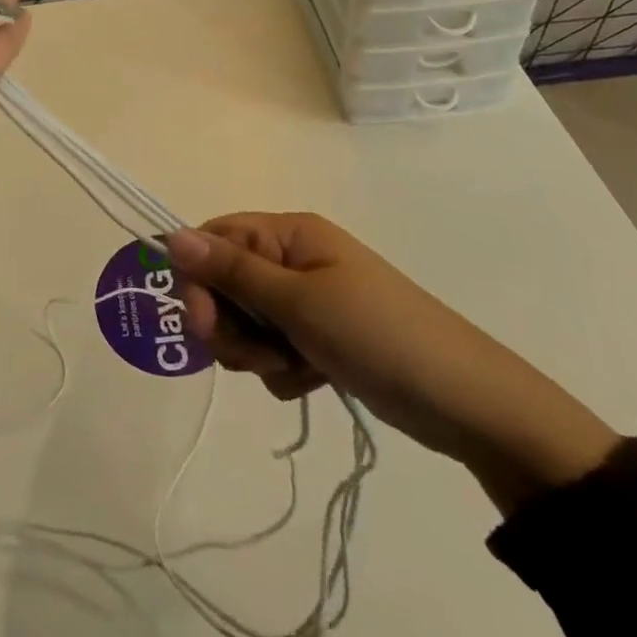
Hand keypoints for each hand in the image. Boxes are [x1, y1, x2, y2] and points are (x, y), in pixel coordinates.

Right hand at [167, 213, 619, 514]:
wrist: (466, 403)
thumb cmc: (378, 335)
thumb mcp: (298, 302)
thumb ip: (231, 272)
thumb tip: (170, 236)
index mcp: (289, 233)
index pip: (216, 238)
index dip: (198, 277)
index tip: (203, 321)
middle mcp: (293, 259)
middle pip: (226, 283)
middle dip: (231, 324)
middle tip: (260, 354)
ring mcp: (307, 300)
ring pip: (246, 321)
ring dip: (256, 351)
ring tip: (293, 367)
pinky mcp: (318, 338)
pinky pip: (273, 349)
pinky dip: (282, 368)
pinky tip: (311, 379)